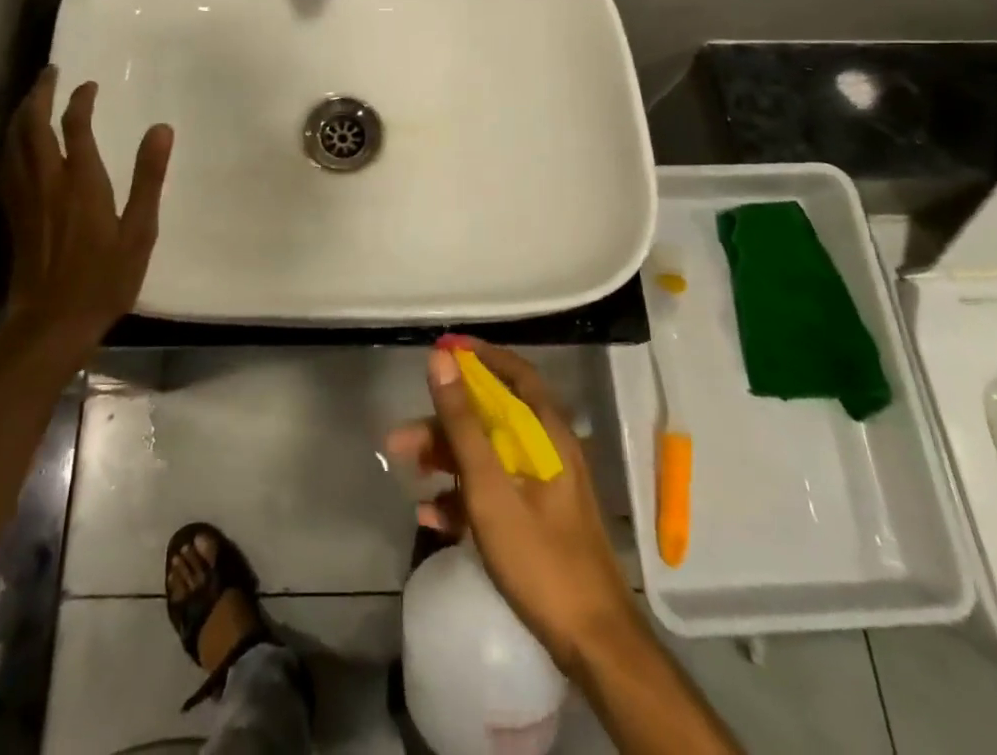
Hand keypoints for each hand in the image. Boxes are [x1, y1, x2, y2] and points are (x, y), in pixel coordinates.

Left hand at [0, 66, 173, 347]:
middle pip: (33, 125)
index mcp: (81, 181)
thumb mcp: (140, 230)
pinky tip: (14, 144)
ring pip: (12, 142)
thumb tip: (162, 129)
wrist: (52, 323)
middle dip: (40, 94)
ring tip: (31, 98)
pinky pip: (4, 165)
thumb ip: (149, 178)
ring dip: (20, 113)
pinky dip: (8, 142)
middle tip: (50, 72)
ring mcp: (24, 197)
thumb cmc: (105, 278)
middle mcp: (46, 181)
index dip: (80, 100)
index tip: (89, 85)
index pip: (75, 125)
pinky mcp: (13, 214)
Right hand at [386, 341, 640, 673]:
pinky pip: (494, 491)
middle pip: (491, 417)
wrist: (594, 647)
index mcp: (547, 433)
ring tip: (407, 472)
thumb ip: (463, 423)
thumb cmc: (541, 558)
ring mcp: (544, 486)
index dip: (477, 357)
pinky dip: (462, 496)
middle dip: (444, 422)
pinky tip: (431, 515)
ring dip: (446, 459)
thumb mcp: (491, 488)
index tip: (441, 350)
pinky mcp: (537, 519)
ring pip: (488, 455)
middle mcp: (548, 450)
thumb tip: (441, 359)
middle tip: (402, 436)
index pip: (513, 373)